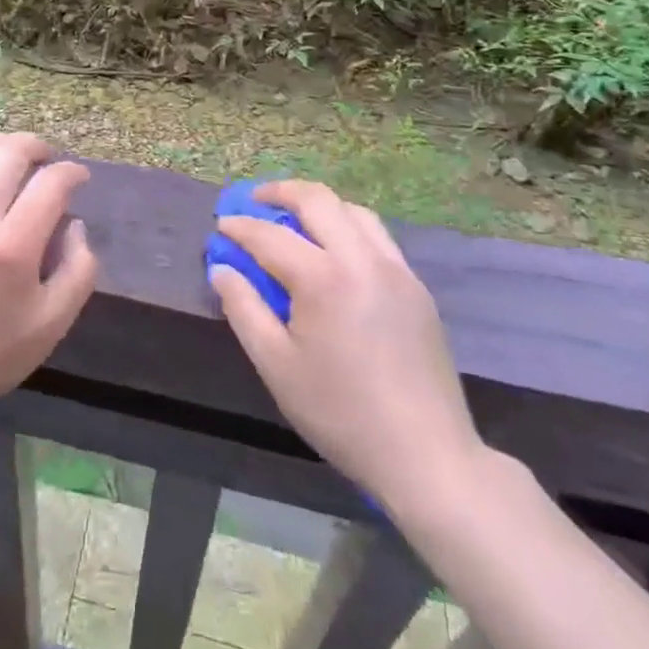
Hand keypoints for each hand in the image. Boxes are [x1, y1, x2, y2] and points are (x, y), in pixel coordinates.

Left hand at [0, 133, 99, 426]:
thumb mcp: (53, 323)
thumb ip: (79, 269)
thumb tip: (74, 223)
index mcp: (12, 247)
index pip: (50, 183)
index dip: (72, 172)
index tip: (79, 177)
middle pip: (10, 153)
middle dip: (37, 147)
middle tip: (47, 159)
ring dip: (0, 144)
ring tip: (12, 155)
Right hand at [210, 180, 483, 517]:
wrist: (428, 456)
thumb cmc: (341, 413)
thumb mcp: (277, 366)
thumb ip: (244, 309)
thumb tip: (222, 269)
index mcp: (323, 279)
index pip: (270, 236)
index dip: (240, 228)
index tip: (220, 226)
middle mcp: (362, 259)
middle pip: (317, 200)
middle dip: (280, 192)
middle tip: (254, 200)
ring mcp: (395, 269)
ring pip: (352, 210)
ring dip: (318, 204)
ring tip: (294, 218)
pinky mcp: (416, 286)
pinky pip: (377, 236)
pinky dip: (347, 225)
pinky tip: (334, 250)